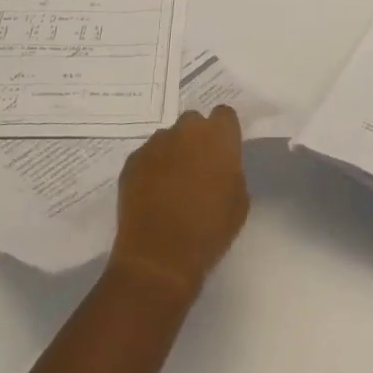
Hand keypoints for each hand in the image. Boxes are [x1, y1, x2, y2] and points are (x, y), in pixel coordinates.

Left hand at [109, 107, 248, 301]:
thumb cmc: (208, 231)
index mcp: (218, 136)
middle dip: (196, 139)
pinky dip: (151, 168)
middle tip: (197, 168)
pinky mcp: (133, 160)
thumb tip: (221, 165)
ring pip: (168, 138)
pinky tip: (152, 195)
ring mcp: (156, 143)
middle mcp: (186, 130)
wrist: (159, 258)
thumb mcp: (239, 202)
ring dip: (173, 153)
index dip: (224, 132)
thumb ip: (232, 171)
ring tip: (171, 185)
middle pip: (193, 122)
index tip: (223, 152)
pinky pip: (147, 156)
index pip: (224, 114)